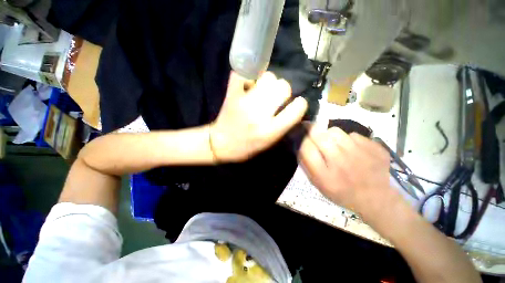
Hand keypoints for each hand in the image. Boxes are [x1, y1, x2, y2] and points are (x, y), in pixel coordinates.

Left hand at [210, 72, 307, 162]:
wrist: (221, 144)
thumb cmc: (248, 147)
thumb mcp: (270, 142)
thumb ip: (284, 125)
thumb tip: (294, 105)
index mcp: (270, 131)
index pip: (297, 109)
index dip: (300, 104)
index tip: (296, 104)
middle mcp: (259, 115)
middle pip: (283, 86)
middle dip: (283, 91)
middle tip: (275, 97)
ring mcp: (244, 102)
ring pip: (268, 77)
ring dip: (268, 82)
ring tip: (262, 91)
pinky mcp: (231, 95)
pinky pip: (242, 74)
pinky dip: (247, 77)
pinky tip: (248, 85)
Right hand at [299, 126, 398, 217]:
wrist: (376, 199)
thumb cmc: (341, 192)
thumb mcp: (318, 184)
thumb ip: (306, 165)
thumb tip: (299, 144)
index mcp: (325, 177)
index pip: (306, 148)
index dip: (302, 140)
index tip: (303, 137)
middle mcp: (342, 164)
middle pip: (320, 136)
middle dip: (313, 132)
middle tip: (314, 135)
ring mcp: (361, 155)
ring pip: (335, 131)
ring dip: (329, 135)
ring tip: (333, 144)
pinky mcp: (375, 149)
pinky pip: (353, 135)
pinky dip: (348, 140)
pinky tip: (352, 150)